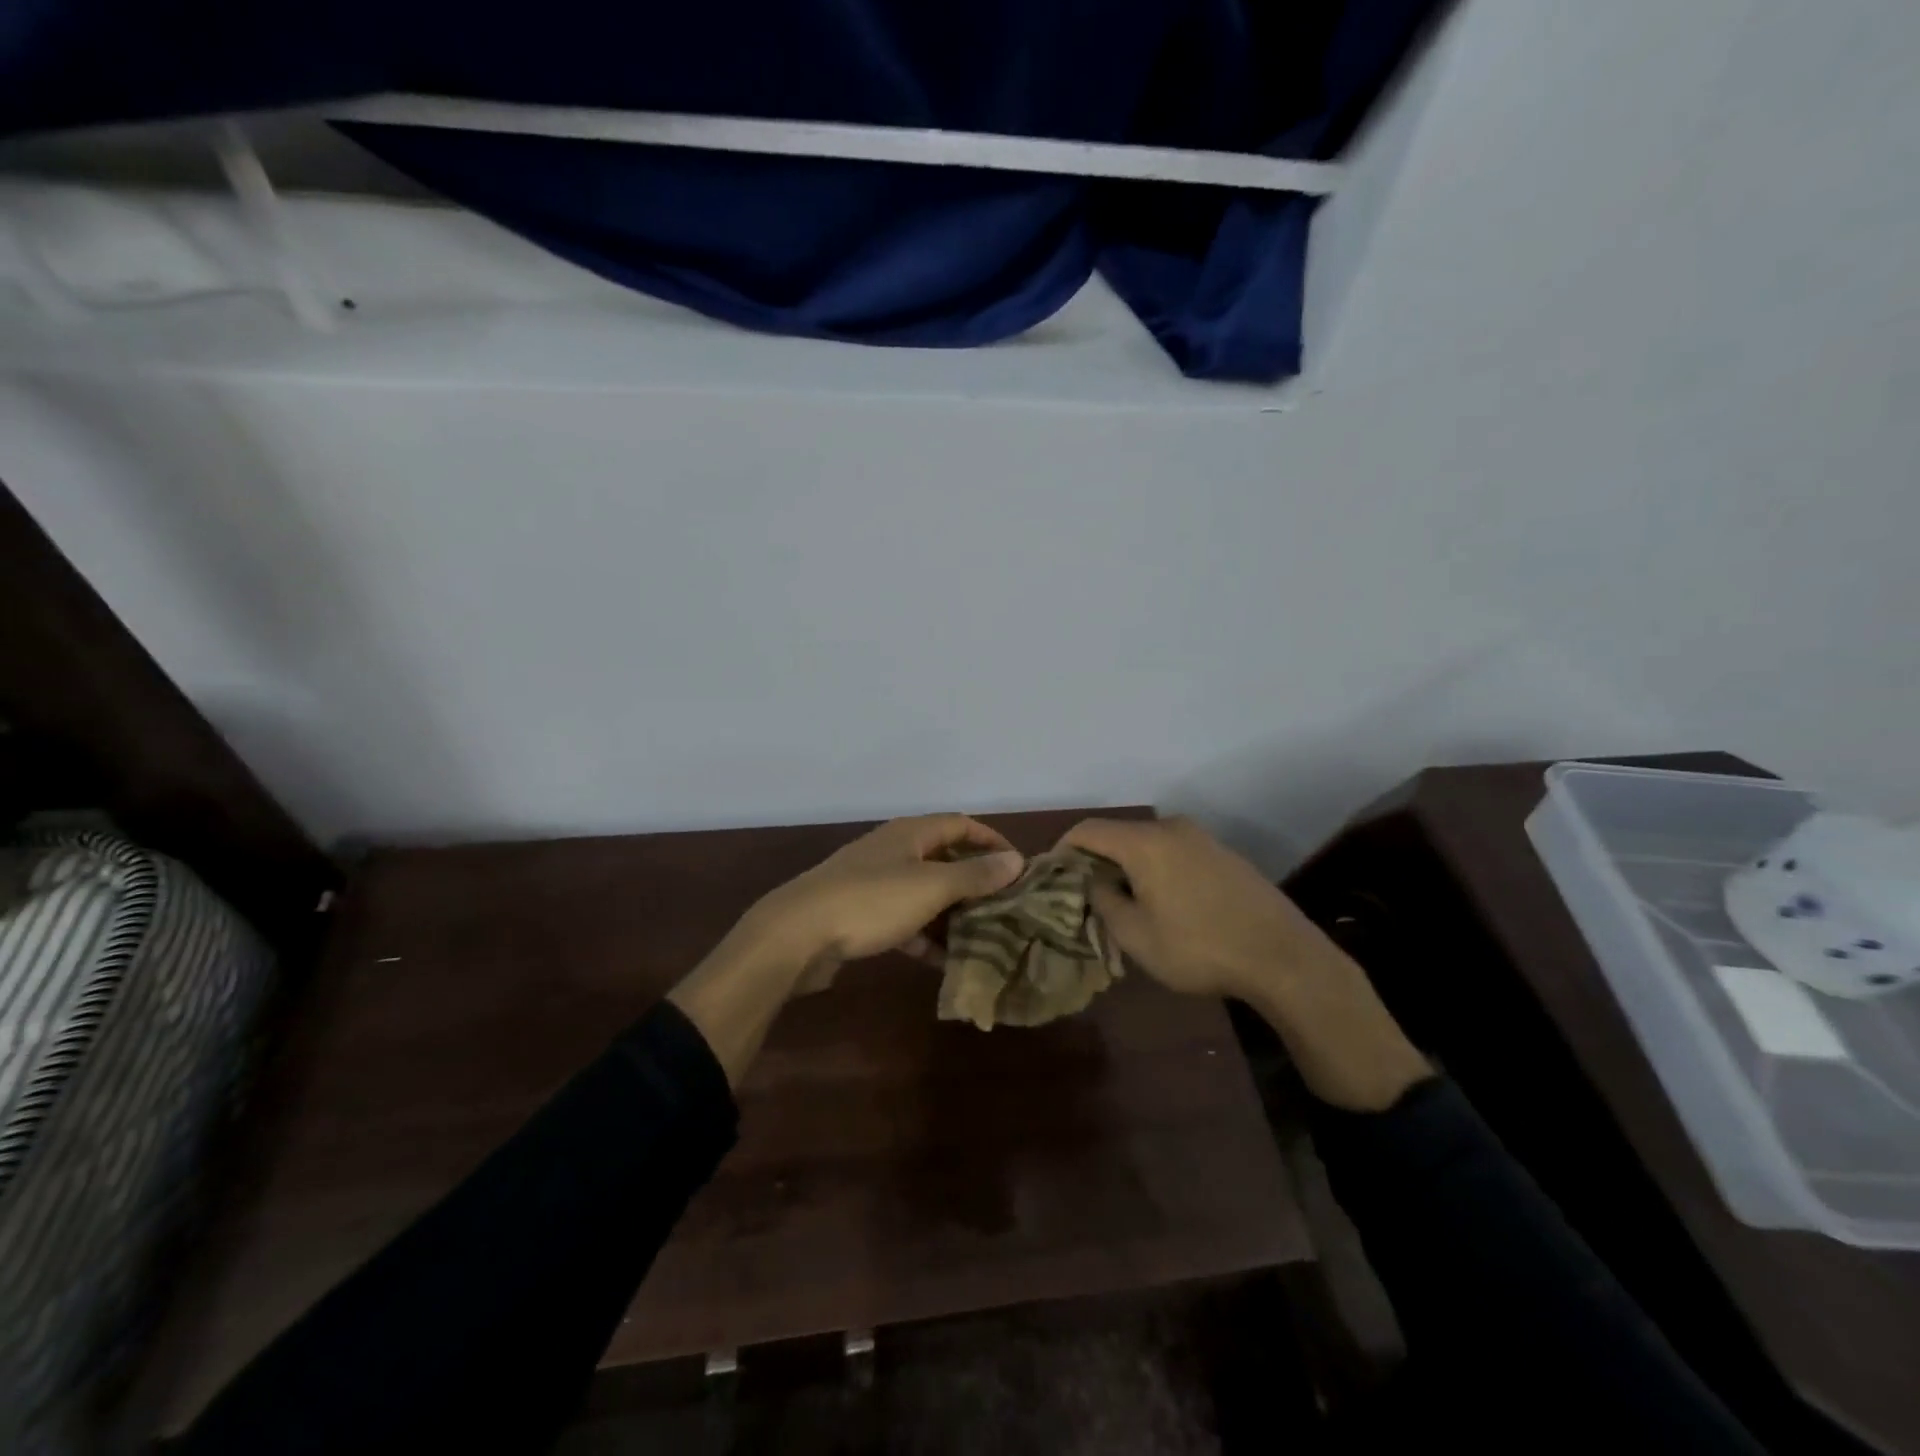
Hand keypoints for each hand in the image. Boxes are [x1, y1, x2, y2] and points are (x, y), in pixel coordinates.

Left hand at [739, 814, 1024, 989]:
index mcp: (910, 834)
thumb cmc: (871, 901)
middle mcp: (894, 851)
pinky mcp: (861, 915)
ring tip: (985, 938)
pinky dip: (925, 936)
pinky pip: (904, 921)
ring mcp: (874, 883)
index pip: (961, 825)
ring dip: (953, 913)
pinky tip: (945, 962)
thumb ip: (974, 875)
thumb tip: (1016, 860)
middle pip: (945, 860)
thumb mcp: (931, 887)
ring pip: (925, 894)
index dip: (992, 841)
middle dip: (976, 883)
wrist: (797, 935)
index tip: (1019, 868)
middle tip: (1007, 909)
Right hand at [1061, 816, 1430, 1110]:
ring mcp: (1202, 838)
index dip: (1062, 849)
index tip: (1052, 876)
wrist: (1284, 958)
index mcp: (1145, 842)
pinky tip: (1164, 903)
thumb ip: (1104, 901)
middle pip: (1118, 835)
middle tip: (1086, 897)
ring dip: (1127, 867)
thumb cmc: (1200, 948)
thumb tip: (1093, 883)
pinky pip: (1174, 853)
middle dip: (1096, 862)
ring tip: (1124, 904)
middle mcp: (1172, 828)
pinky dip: (1156, 869)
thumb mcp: (1136, 936)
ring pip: (1147, 845)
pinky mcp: (1223, 854)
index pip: (1088, 830)